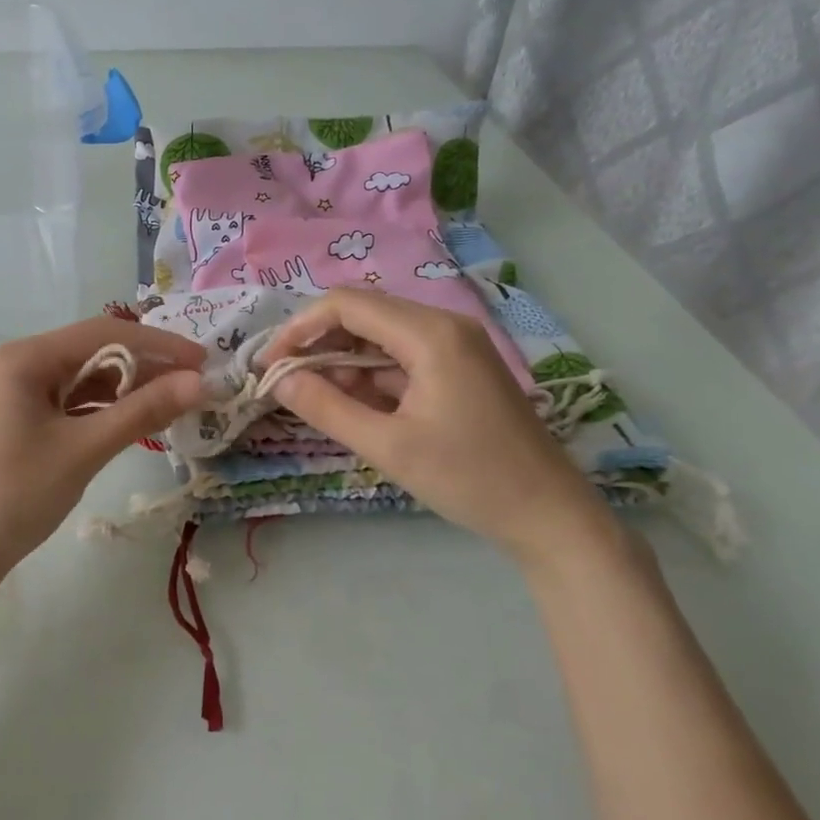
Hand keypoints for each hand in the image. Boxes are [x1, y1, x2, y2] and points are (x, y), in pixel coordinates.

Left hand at [0, 318, 205, 578]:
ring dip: (122, 390)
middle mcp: (13, 364)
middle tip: (190, 387)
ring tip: (168, 405)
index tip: (202, 362)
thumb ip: (142, 411)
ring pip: (78, 379)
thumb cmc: (17, 495)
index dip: (158, 344)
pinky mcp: (12, 419)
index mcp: (23, 358)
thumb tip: (199, 382)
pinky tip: (128, 421)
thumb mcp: (84, 450)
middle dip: (142, 367)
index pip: (103, 333)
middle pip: (90, 352)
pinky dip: (97, 409)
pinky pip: (64, 402)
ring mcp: (9, 392)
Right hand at [261, 289, 617, 565]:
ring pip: (380, 337)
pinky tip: (354, 407)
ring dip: (343, 362)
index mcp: (430, 334)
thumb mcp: (387, 446)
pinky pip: (401, 358)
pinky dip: (370, 377)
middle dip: (318, 344)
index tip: (270, 364)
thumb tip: (278, 379)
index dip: (300, 328)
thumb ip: (326, 407)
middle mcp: (444, 325)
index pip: (347, 304)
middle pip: (363, 314)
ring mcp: (455, 346)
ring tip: (316, 401)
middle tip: (286, 383)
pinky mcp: (459, 368)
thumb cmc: (468, 478)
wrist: (549, 514)